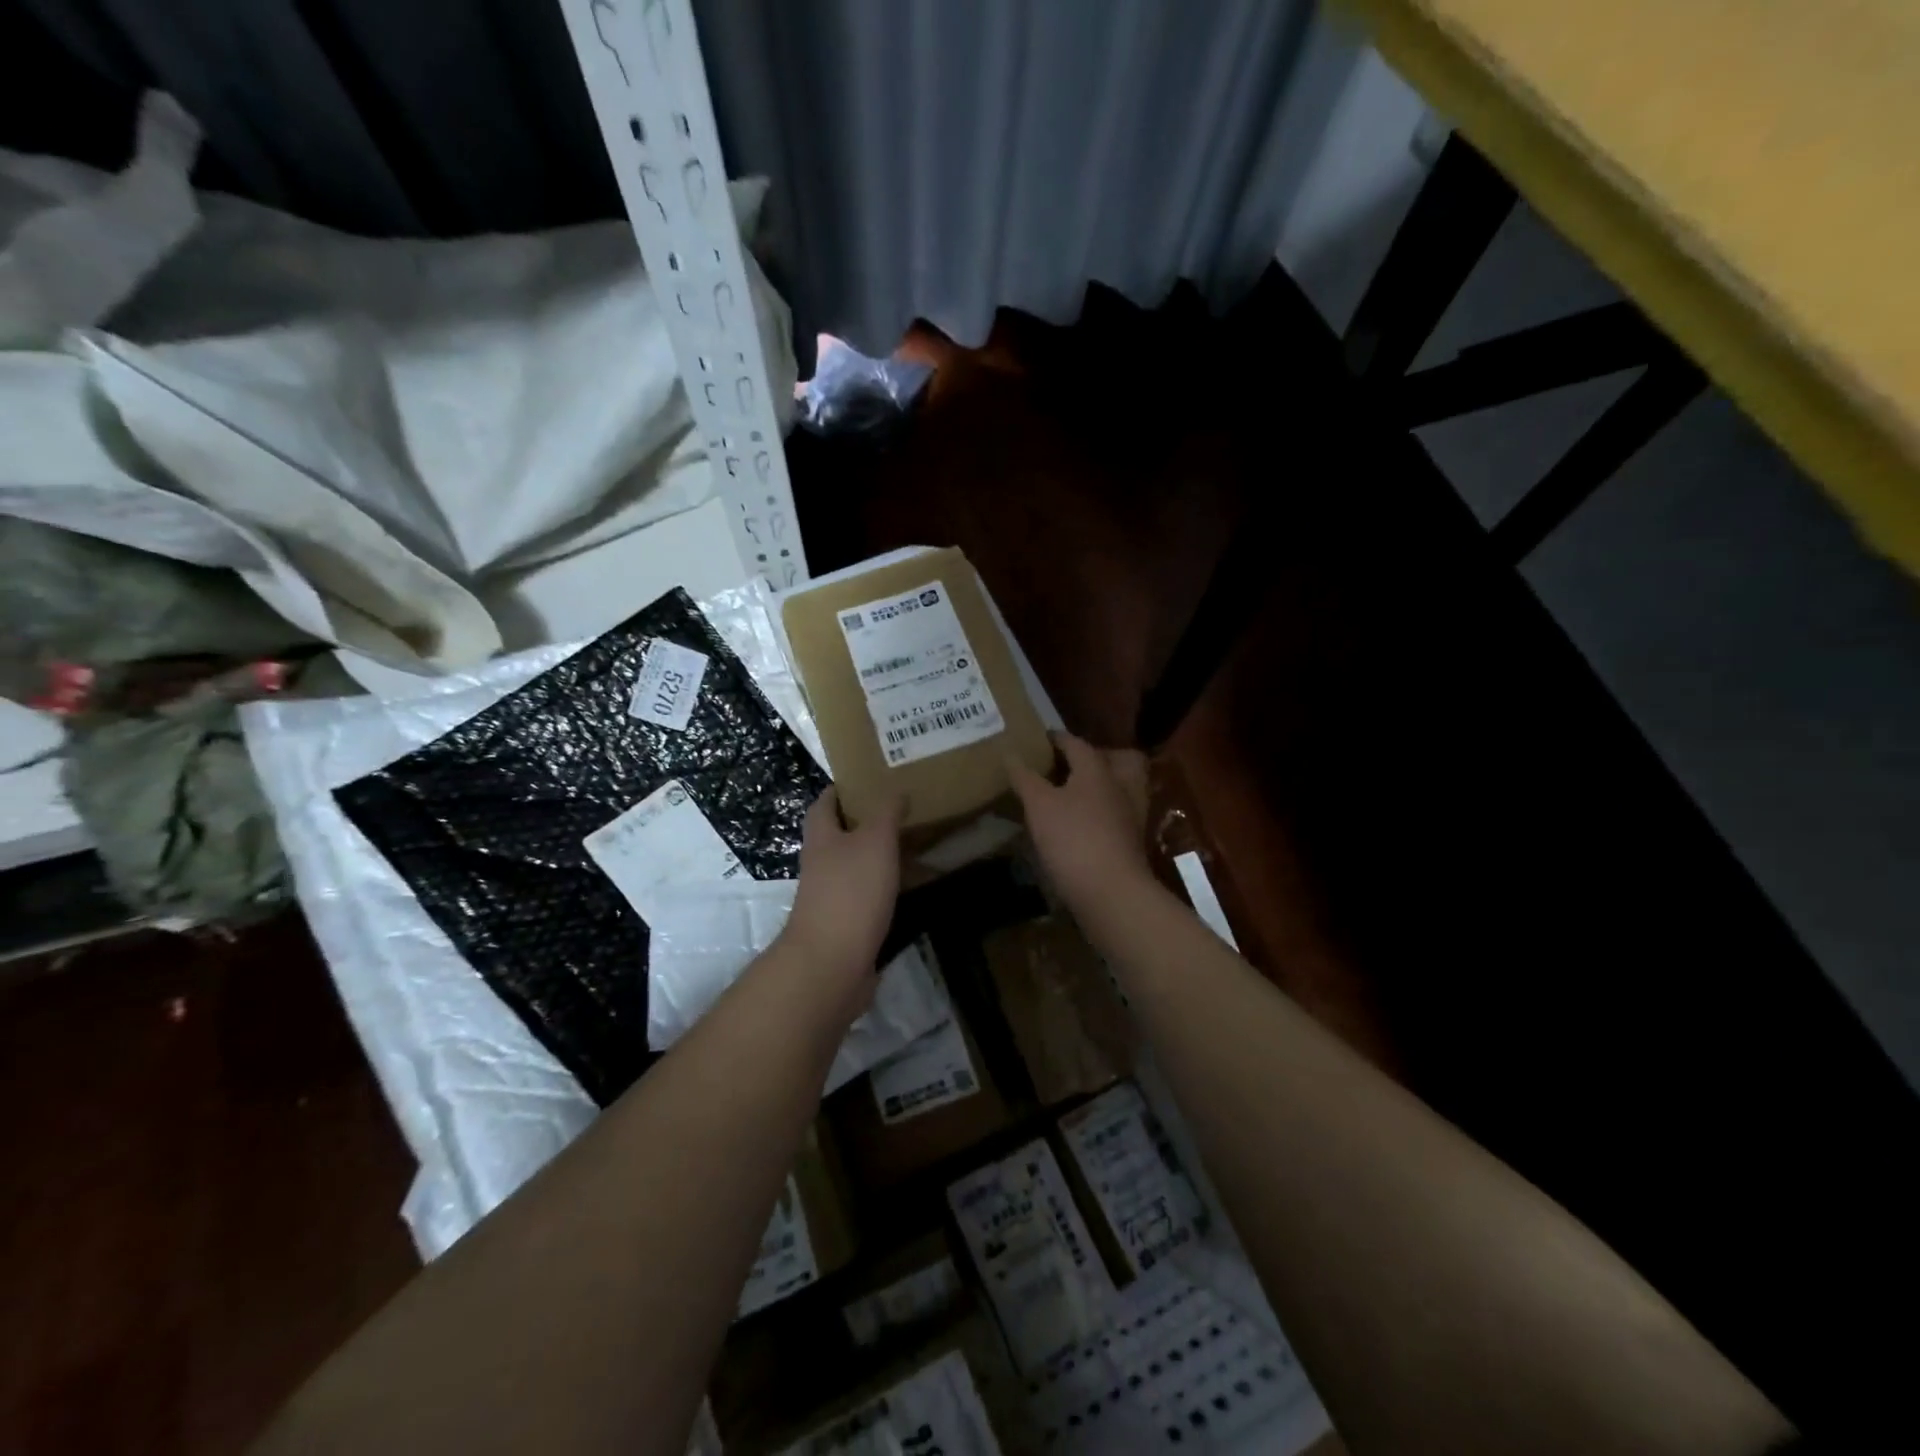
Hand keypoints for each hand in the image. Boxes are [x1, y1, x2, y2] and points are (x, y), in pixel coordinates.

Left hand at [778, 787, 902, 998]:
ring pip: (855, 867)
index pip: (824, 804)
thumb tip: (895, 790)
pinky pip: (867, 897)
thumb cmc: (851, 892)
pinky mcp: (846, 925)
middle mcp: (821, 864)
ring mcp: (831, 897)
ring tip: (912, 845)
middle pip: (839, 836)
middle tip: (901, 812)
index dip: (841, 790)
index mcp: (821, 838)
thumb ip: (886, 813)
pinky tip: (910, 888)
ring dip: (877, 857)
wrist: (832, 963)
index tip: (868, 780)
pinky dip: (885, 889)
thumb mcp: (874, 841)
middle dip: (864, 823)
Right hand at [1007, 732, 1152, 911]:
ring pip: (1123, 787)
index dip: (1056, 739)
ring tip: (1075, 794)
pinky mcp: (1133, 841)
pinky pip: (1120, 814)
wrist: (1112, 892)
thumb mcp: (1039, 805)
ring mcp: (1132, 815)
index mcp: (1097, 769)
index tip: (1039, 739)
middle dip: (1098, 757)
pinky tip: (1083, 823)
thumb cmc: (1073, 839)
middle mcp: (1121, 785)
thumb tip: (1010, 753)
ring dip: (1103, 785)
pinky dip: (1104, 812)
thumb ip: (1025, 777)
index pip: (1076, 743)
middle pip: (1118, 759)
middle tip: (1071, 764)